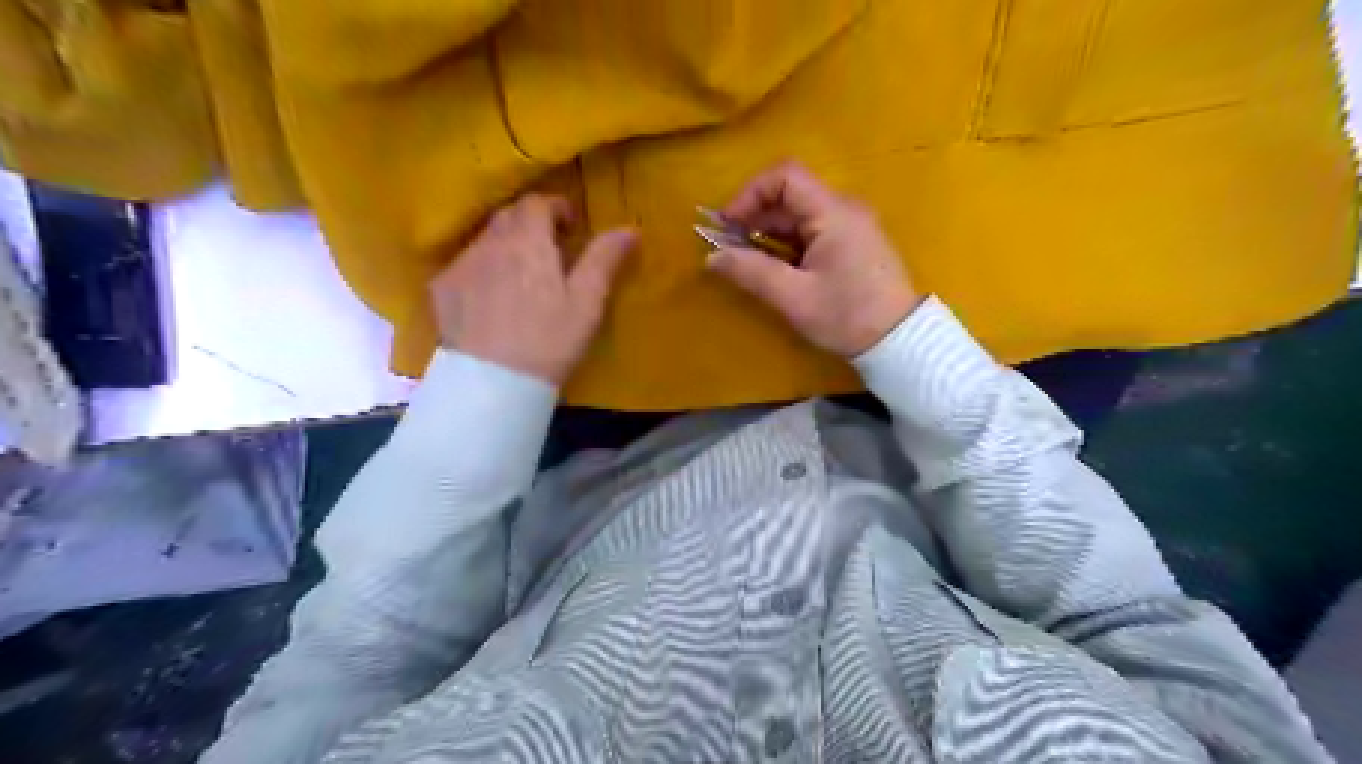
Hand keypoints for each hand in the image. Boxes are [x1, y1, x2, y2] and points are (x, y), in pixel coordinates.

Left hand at [429, 191, 639, 381]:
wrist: (493, 382)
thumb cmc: (549, 340)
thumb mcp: (587, 302)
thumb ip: (604, 260)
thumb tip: (629, 229)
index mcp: (527, 240)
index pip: (537, 203)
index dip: (556, 207)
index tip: (571, 226)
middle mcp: (489, 242)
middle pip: (508, 216)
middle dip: (531, 224)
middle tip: (550, 249)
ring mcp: (461, 264)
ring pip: (485, 240)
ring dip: (506, 246)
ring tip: (521, 275)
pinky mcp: (441, 289)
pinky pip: (465, 265)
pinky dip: (482, 269)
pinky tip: (491, 297)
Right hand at [701, 161, 924, 356]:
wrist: (900, 341)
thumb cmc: (847, 317)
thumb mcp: (793, 297)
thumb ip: (750, 272)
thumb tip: (712, 257)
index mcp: (833, 213)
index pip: (785, 176)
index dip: (749, 194)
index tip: (728, 225)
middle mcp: (843, 210)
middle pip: (789, 196)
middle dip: (754, 217)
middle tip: (728, 248)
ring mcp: (850, 227)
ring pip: (798, 216)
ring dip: (767, 233)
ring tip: (745, 261)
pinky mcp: (852, 245)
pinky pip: (811, 232)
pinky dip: (786, 244)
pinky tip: (773, 269)